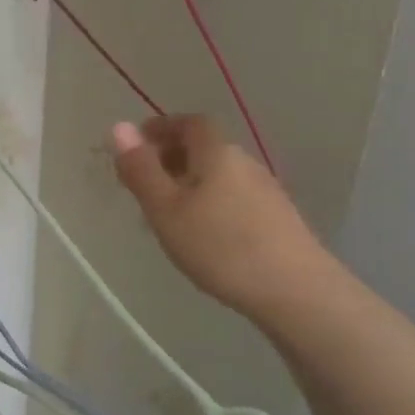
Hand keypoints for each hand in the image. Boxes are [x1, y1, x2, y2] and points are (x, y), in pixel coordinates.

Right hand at [112, 115, 327, 321]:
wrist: (295, 291)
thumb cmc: (219, 246)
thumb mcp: (165, 209)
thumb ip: (141, 169)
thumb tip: (119, 126)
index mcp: (216, 152)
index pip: (188, 123)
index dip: (161, 128)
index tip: (136, 144)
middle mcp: (244, 162)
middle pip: (204, 148)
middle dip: (171, 157)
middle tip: (143, 183)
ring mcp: (265, 190)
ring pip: (218, 175)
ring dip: (190, 183)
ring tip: (167, 213)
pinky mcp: (276, 218)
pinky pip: (233, 197)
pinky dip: (210, 202)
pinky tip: (202, 234)